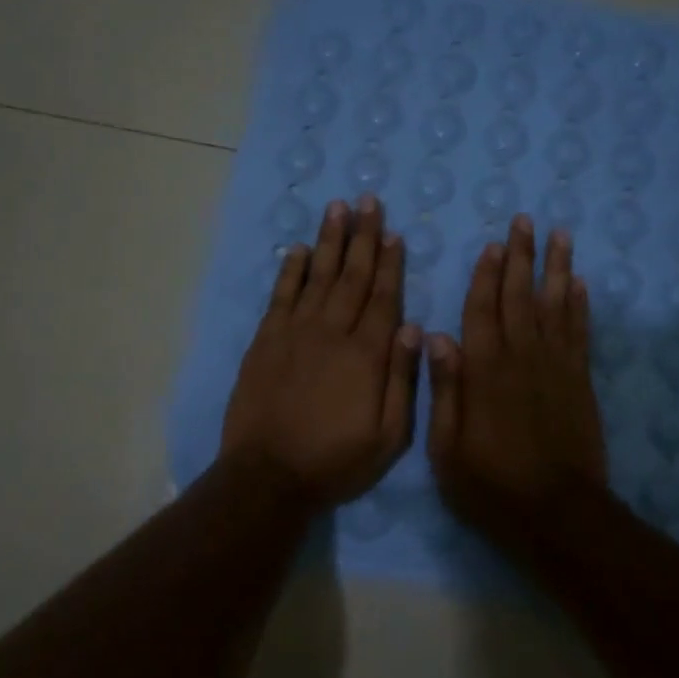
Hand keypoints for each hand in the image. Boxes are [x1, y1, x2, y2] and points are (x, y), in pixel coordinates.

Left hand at [220, 196, 420, 508]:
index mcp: (367, 354)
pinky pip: (281, 296)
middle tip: (368, 202)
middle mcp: (332, 332)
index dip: (389, 263)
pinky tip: (298, 249)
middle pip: (351, 276)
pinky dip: (290, 270)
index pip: (383, 297)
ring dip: (329, 241)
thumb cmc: (336, 460)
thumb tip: (412, 328)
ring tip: (337, 208)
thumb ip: (402, 380)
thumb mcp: (388, 436)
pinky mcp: (266, 341)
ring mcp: (295, 333)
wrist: (268, 476)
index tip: (394, 233)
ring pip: (317, 276)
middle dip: (362, 237)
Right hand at [426, 215, 607, 530]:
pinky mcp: (580, 381)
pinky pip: (580, 333)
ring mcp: (556, 367)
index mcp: (485, 371)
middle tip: (526, 221)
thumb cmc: (491, 484)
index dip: (486, 275)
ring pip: (556, 305)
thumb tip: (435, 337)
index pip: (483, 310)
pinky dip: (581, 306)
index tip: (492, 244)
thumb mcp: (447, 448)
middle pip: (521, 296)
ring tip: (560, 236)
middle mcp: (522, 357)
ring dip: (557, 268)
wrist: (557, 512)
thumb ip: (444, 390)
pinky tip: (580, 284)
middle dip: (522, 257)